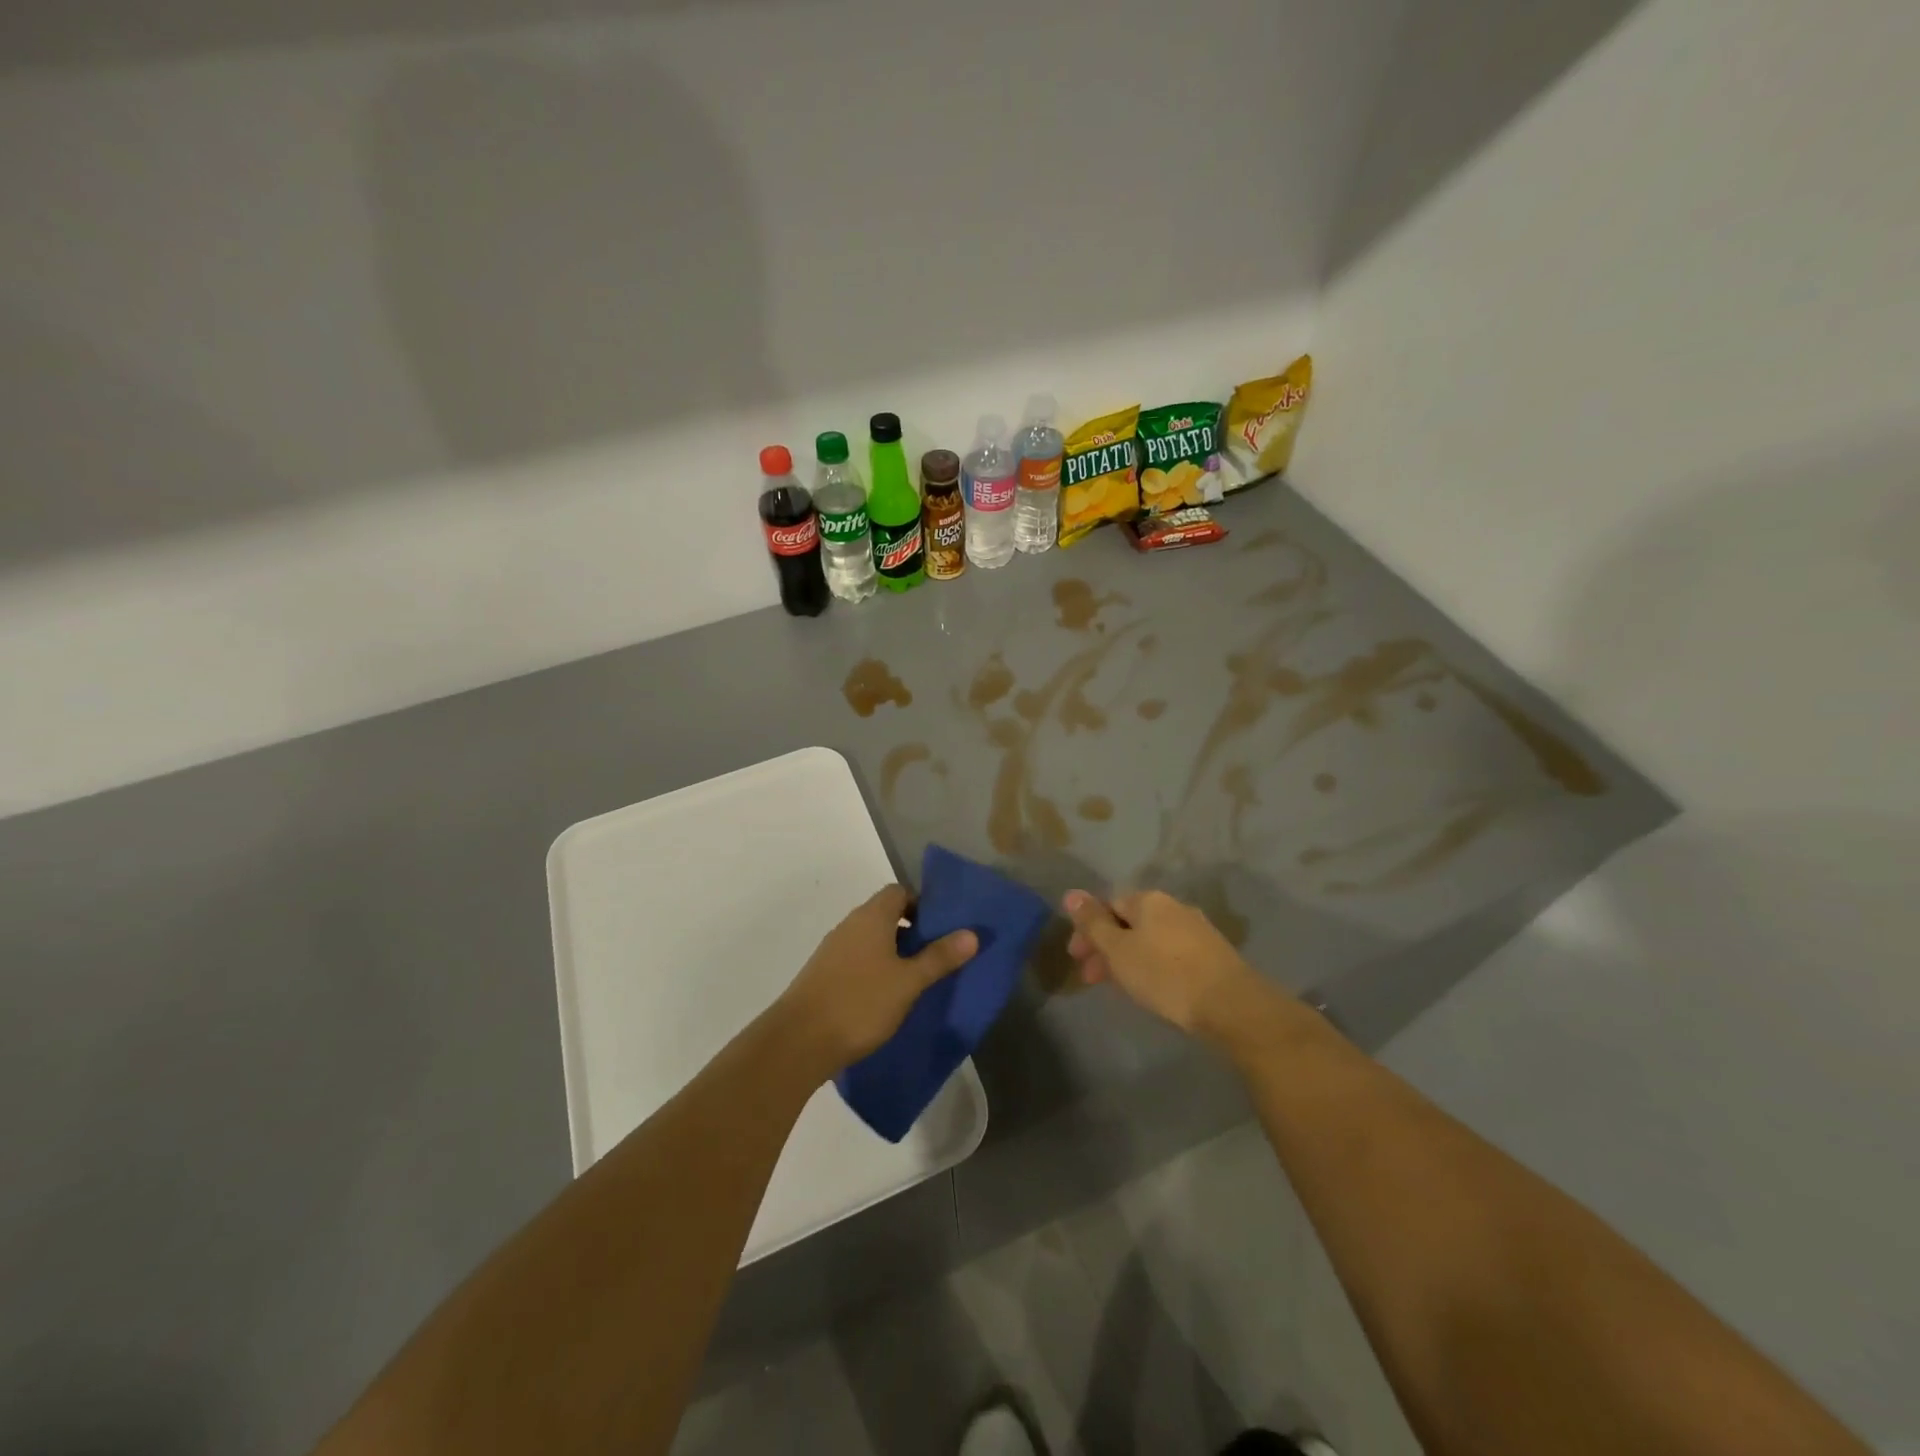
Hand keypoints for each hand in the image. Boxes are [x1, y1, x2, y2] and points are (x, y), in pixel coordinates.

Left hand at [776, 884, 977, 1073]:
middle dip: (912, 931)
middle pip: (885, 914)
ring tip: (916, 979)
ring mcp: (832, 950)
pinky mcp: (822, 975)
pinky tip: (886, 997)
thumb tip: (971, 933)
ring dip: (893, 952)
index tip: (942, 928)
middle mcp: (850, 925)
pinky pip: (857, 960)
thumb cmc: (860, 1003)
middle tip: (936, 956)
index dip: (922, 904)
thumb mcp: (908, 982)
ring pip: (871, 939)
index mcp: (871, 917)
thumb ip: (939, 957)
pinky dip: (875, 969)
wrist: (798, 1041)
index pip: (899, 892)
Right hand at [1062, 888, 1264, 1036]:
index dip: (1087, 930)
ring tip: (1120, 988)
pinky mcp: (1211, 955)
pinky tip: (1151, 988)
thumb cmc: (1165, 974)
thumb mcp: (1119, 950)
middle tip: (1092, 978)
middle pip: (1129, 922)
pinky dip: (1152, 966)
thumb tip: (1071, 893)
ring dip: (1128, 959)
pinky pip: (1169, 954)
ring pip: (1149, 940)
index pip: (1108, 904)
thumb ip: (1093, 923)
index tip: (1077, 958)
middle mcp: (1173, 907)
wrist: (1231, 1005)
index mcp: (1148, 900)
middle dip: (1106, 947)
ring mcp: (1196, 930)